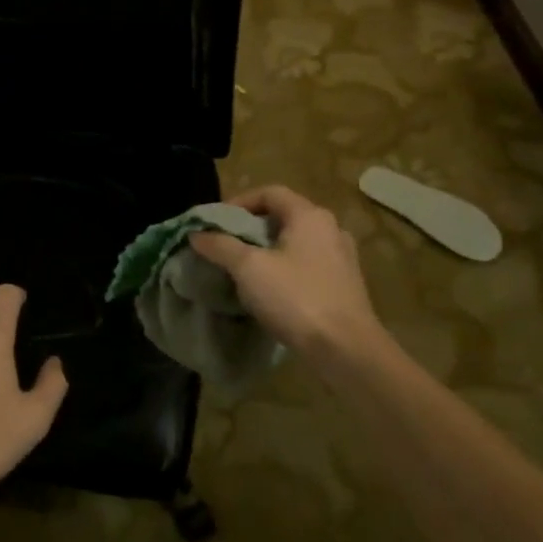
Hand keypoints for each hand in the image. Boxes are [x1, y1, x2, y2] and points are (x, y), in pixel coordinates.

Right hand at [190, 186, 382, 360]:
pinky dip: (286, 269)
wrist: (346, 349)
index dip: (239, 202)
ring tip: (244, 269)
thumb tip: (196, 234)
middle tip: (226, 245)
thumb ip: (221, 246)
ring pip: (296, 242)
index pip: (270, 192)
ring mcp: (342, 257)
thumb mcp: (249, 269)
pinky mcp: (345, 284)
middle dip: (251, 228)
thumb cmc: (296, 298)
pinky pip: (308, 265)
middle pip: (284, 216)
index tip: (216, 223)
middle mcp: (330, 229)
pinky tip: (271, 290)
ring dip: (268, 250)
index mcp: (310, 216)